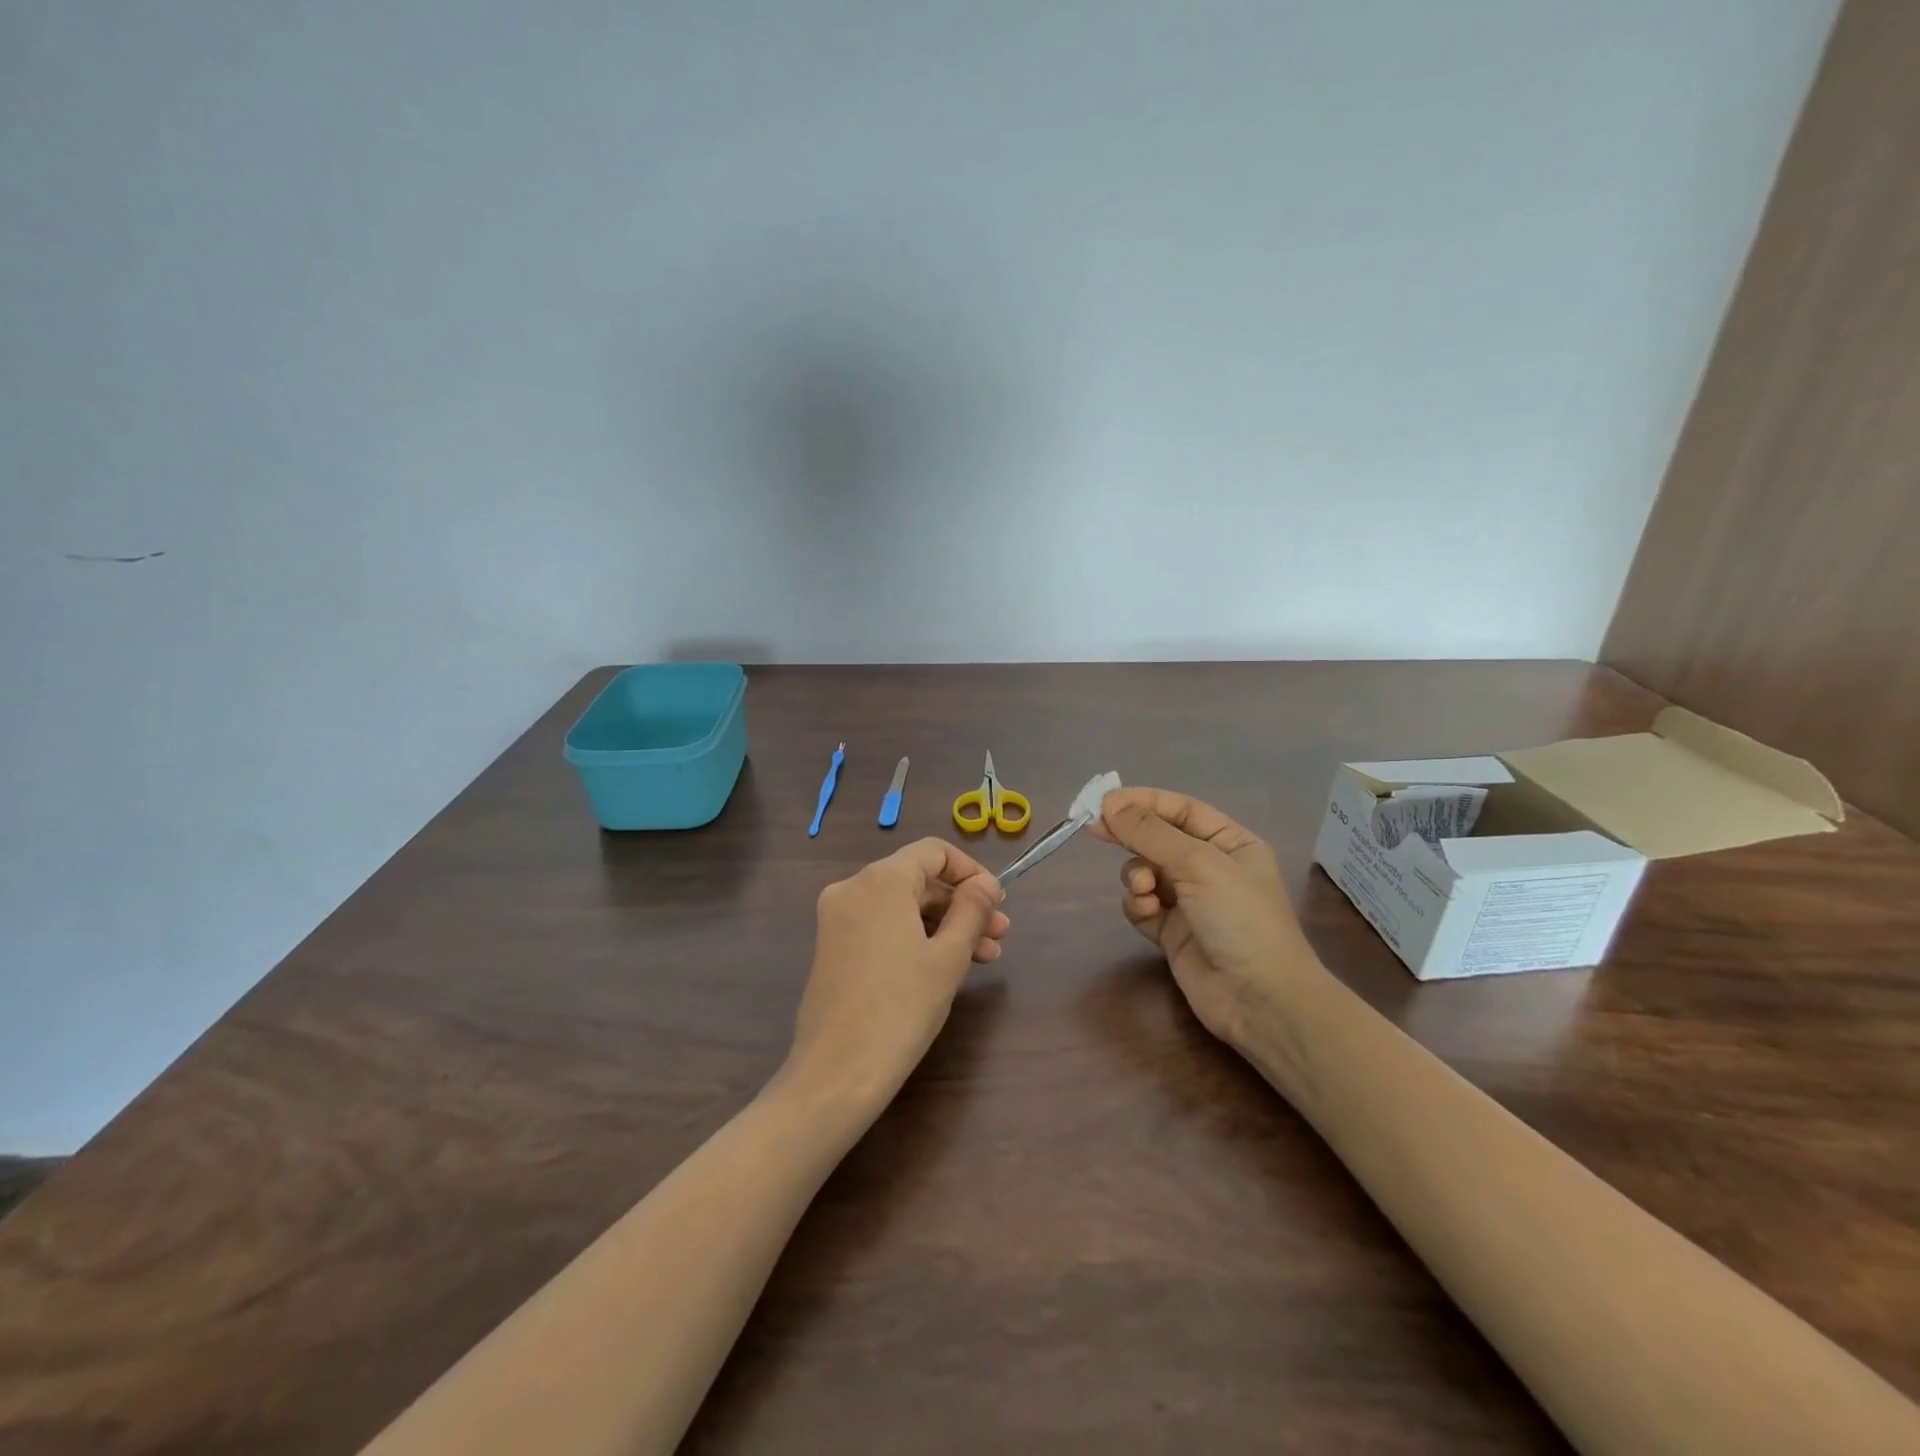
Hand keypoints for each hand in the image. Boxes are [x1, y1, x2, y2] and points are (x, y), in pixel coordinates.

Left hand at [786, 838, 1009, 1109]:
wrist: (837, 1073)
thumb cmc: (901, 1008)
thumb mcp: (948, 956)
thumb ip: (972, 910)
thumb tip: (986, 884)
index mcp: (881, 879)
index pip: (934, 852)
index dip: (971, 871)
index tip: (998, 902)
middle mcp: (853, 887)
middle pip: (918, 879)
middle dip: (962, 904)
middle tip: (1000, 934)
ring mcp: (838, 918)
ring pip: (902, 906)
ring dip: (944, 924)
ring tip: (985, 957)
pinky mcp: (833, 946)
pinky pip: (883, 926)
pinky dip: (915, 936)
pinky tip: (946, 965)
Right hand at [1088, 787, 1313, 1045]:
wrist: (1259, 999)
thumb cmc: (1240, 919)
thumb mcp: (1198, 865)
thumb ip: (1151, 833)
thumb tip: (1109, 804)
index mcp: (1230, 843)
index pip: (1180, 810)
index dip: (1143, 801)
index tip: (1104, 801)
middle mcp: (1210, 868)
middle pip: (1158, 838)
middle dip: (1130, 836)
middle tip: (1093, 828)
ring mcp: (1190, 901)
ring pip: (1144, 871)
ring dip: (1137, 876)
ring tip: (1144, 890)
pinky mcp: (1171, 932)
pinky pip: (1142, 905)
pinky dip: (1138, 905)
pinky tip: (1147, 913)